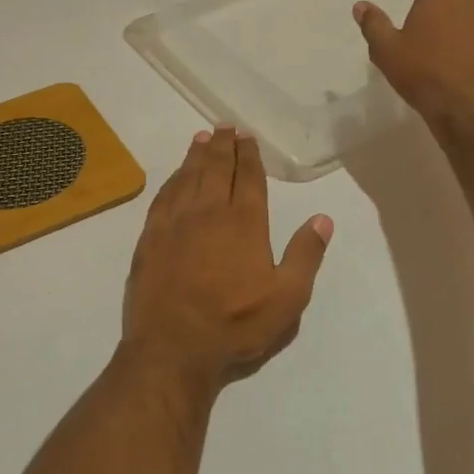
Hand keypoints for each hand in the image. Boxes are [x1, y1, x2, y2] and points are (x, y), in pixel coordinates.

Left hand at [121, 128, 333, 394]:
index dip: (249, 155)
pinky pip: (163, 195)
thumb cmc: (235, 324)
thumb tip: (322, 218)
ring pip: (187, 176)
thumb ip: (305, 255)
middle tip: (224, 127)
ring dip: (196, 155)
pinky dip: (172, 179)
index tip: (247, 137)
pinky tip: (175, 175)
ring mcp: (175, 221)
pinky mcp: (150, 235)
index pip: (247, 178)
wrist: (172, 345)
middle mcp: (208, 211)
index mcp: (243, 222)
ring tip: (202, 138)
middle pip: (215, 168)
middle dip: (222, 145)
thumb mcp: (287, 299)